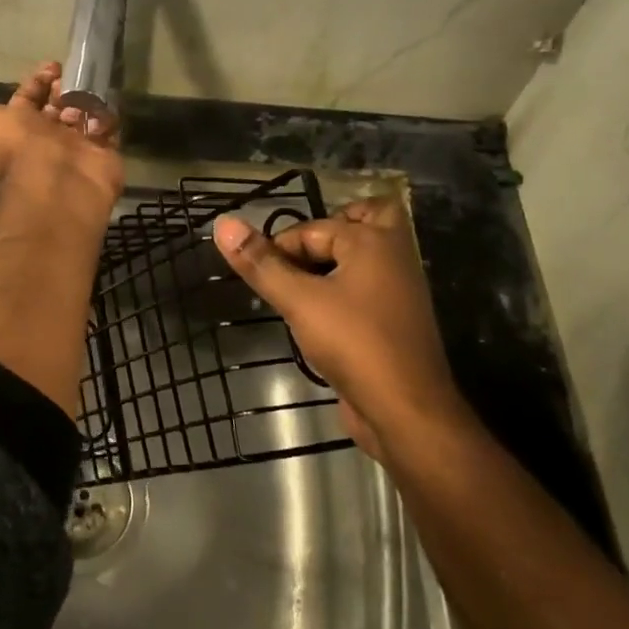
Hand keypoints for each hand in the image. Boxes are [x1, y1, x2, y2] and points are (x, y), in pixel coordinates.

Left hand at [0, 61, 123, 219]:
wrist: (57, 183)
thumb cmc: (22, 147)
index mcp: (22, 128)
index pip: (30, 98)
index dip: (39, 80)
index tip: (53, 67)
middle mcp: (49, 138)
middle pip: (60, 105)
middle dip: (65, 89)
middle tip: (71, 83)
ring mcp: (78, 146)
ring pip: (85, 114)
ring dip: (85, 102)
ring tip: (84, 101)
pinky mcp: (104, 154)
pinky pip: (109, 129)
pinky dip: (105, 120)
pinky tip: (98, 118)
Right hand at [212, 196, 466, 459]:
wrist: (406, 410)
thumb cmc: (353, 343)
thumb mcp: (299, 301)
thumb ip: (261, 263)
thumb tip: (223, 223)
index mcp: (374, 241)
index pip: (313, 228)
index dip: (280, 248)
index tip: (259, 275)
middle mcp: (394, 256)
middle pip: (365, 219)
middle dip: (331, 229)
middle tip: (297, 256)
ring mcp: (399, 289)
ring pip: (366, 256)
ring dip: (333, 262)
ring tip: (296, 289)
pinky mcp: (395, 319)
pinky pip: (367, 286)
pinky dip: (343, 289)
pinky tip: (315, 316)